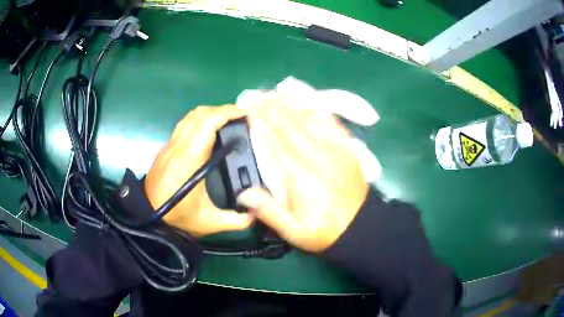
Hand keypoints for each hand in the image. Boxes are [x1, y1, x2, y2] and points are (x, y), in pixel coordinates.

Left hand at [144, 105, 253, 236]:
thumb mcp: (209, 223)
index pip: (207, 123)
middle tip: (240, 117)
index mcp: (189, 159)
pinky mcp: (165, 148)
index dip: (226, 113)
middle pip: (199, 114)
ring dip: (209, 113)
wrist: (146, 217)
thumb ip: (236, 220)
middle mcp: (178, 146)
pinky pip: (184, 124)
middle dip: (221, 110)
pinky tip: (208, 131)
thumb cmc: (177, 218)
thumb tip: (256, 214)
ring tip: (226, 121)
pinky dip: (199, 120)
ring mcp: (169, 145)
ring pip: (189, 116)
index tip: (244, 114)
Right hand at [237, 99, 368, 252]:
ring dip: (292, 105)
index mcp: (301, 177)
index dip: (262, 124)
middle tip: (257, 95)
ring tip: (276, 93)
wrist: (359, 227)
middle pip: (291, 126)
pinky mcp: (347, 149)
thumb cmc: (323, 230)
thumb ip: (268, 211)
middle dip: (272, 109)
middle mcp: (318, 157)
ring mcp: (336, 150)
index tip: (249, 111)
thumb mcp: (293, 231)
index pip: (277, 143)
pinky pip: (332, 124)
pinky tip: (308, 101)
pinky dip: (318, 110)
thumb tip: (243, 193)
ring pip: (311, 120)